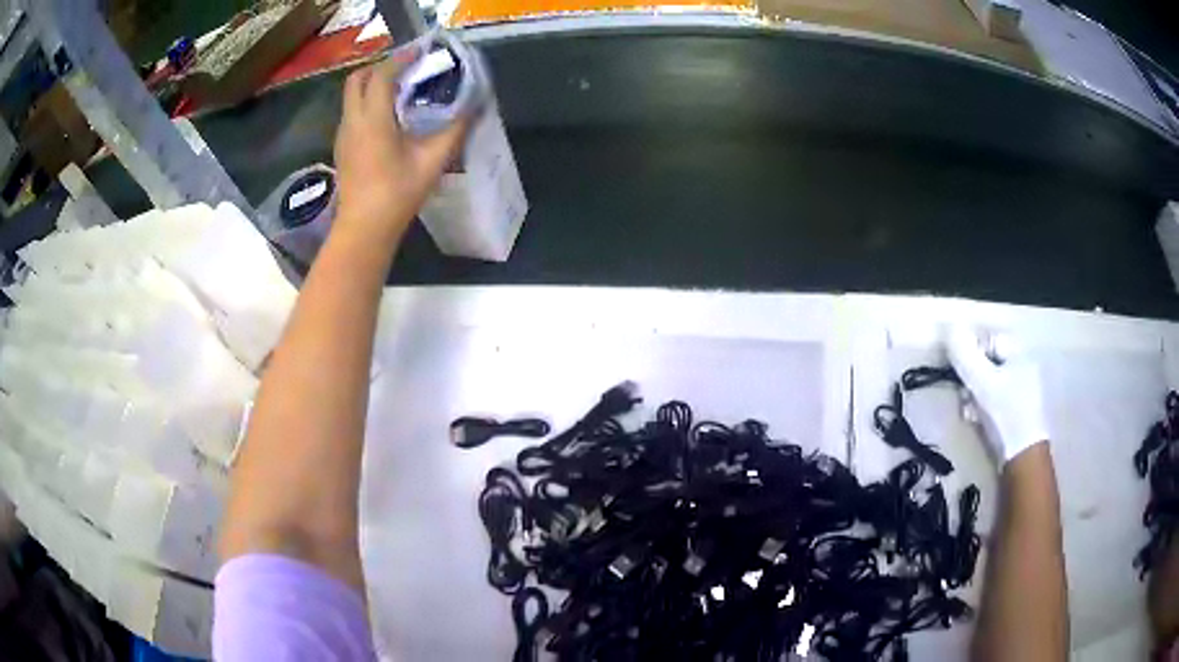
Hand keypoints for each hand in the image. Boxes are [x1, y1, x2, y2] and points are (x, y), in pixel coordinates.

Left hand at [333, 53, 469, 236]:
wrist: (364, 229)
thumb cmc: (397, 194)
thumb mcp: (432, 161)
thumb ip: (455, 130)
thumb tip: (474, 107)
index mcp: (373, 119)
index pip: (383, 74)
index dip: (401, 58)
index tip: (421, 52)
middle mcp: (353, 120)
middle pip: (358, 78)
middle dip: (381, 67)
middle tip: (407, 69)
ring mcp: (343, 134)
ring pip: (351, 95)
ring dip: (373, 84)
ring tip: (400, 89)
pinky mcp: (342, 147)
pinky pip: (352, 112)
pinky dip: (367, 102)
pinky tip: (387, 116)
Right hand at [947, 326, 1050, 464]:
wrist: (1022, 457)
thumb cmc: (1005, 414)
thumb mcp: (982, 382)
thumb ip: (965, 355)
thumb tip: (949, 328)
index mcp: (1019, 352)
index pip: (987, 340)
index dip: (970, 354)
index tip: (959, 372)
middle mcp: (1022, 364)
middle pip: (987, 362)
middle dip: (971, 377)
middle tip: (963, 394)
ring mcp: (1021, 388)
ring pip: (989, 382)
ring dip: (974, 394)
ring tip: (969, 411)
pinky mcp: (1017, 409)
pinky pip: (995, 399)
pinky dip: (983, 406)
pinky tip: (977, 419)